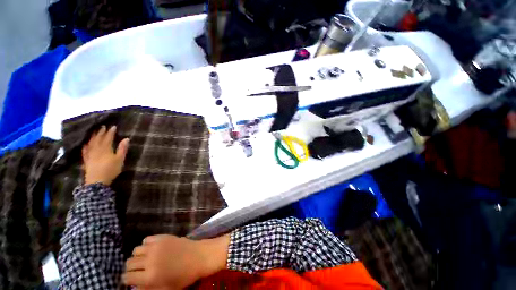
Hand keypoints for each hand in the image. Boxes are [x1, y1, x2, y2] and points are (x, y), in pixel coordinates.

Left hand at [82, 125, 129, 185]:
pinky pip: (85, 151)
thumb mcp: (120, 159)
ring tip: (94, 132)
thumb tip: (126, 139)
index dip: (110, 132)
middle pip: (98, 139)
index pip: (108, 138)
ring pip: (91, 143)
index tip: (113, 126)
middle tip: (102, 126)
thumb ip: (123, 149)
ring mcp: (90, 154)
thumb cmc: (111, 170)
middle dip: (101, 132)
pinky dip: (85, 146)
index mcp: (106, 149)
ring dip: (93, 137)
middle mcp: (97, 149)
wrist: (97, 181)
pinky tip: (85, 144)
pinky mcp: (86, 160)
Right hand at [123, 234, 229, 289]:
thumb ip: (147, 289)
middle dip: (131, 268)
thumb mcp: (165, 289)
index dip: (128, 280)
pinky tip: (153, 248)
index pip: (127, 278)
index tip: (131, 280)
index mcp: (149, 277)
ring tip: (146, 258)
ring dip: (138, 256)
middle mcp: (149, 260)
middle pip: (129, 263)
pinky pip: (146, 239)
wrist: (199, 256)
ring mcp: (156, 246)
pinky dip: (146, 244)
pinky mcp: (163, 236)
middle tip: (139, 270)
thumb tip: (135, 285)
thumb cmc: (184, 276)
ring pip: (135, 250)